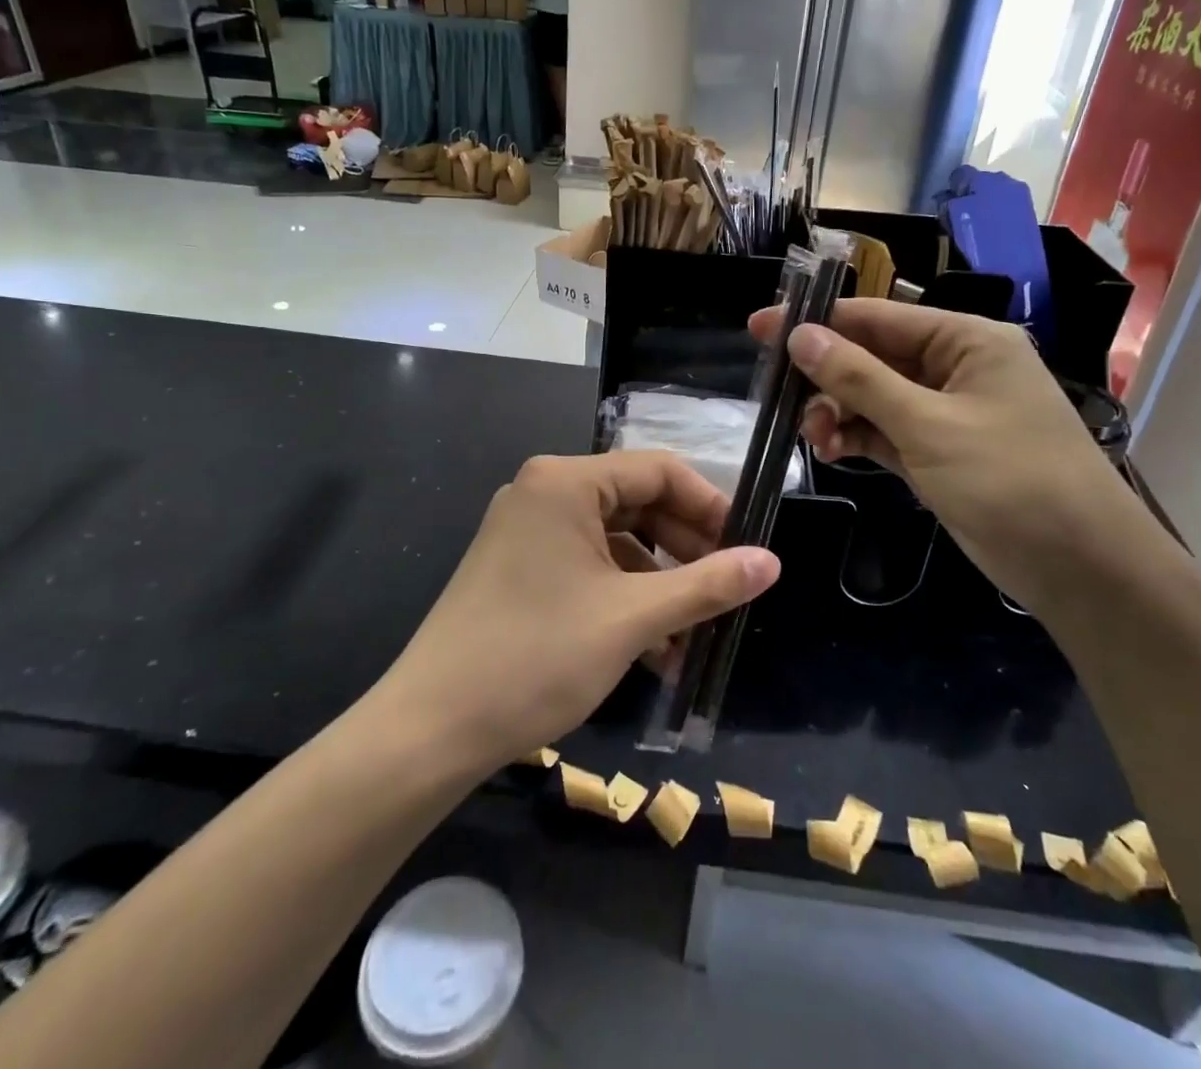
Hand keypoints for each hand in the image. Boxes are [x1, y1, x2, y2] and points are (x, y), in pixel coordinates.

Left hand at [380, 453, 778, 771]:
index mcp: (566, 481)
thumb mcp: (633, 619)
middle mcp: (543, 492)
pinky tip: (655, 647)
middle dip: (686, 548)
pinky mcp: (517, 569)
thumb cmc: (536, 657)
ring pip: (614, 541)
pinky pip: (587, 567)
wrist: (429, 730)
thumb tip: (771, 562)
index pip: (659, 471)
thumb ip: (707, 585)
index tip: (746, 548)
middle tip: (727, 591)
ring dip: (659, 581)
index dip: (710, 506)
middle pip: (637, 503)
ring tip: (696, 630)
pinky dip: (624, 596)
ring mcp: (526, 531)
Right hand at [750, 301, 1151, 608]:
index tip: (760, 327)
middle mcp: (956, 366)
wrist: (1081, 567)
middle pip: (873, 356)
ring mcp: (947, 411)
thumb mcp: (928, 425)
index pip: (879, 316)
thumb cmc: (1010, 479)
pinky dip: (857, 437)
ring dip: (839, 412)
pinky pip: (886, 430)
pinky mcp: (940, 450)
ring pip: (874, 396)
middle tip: (780, 398)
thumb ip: (860, 380)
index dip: (818, 321)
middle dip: (827, 376)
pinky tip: (830, 449)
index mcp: (966, 340)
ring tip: (812, 436)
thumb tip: (799, 336)